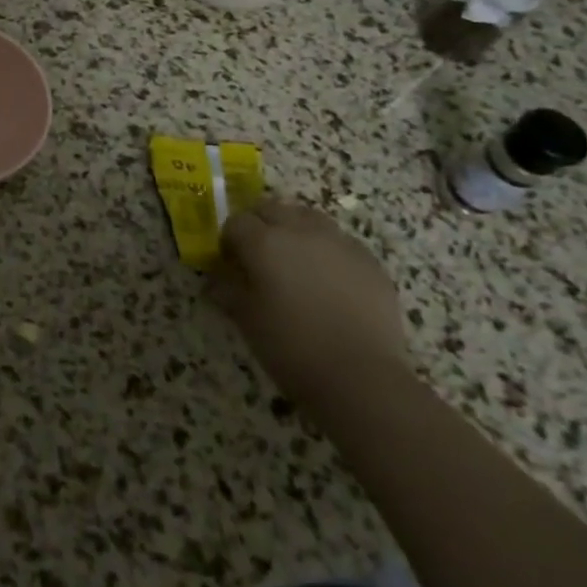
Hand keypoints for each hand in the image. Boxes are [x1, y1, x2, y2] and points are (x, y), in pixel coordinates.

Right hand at [212, 197, 413, 415]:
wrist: (362, 378)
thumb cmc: (292, 347)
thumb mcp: (246, 319)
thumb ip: (227, 289)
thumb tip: (218, 277)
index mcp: (263, 242)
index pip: (236, 222)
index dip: (229, 241)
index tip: (231, 263)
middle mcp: (299, 230)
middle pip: (271, 208)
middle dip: (260, 225)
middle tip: (260, 256)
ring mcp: (338, 242)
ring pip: (307, 217)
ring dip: (294, 229)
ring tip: (296, 260)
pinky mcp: (369, 260)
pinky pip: (339, 240)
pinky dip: (327, 249)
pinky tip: (329, 279)